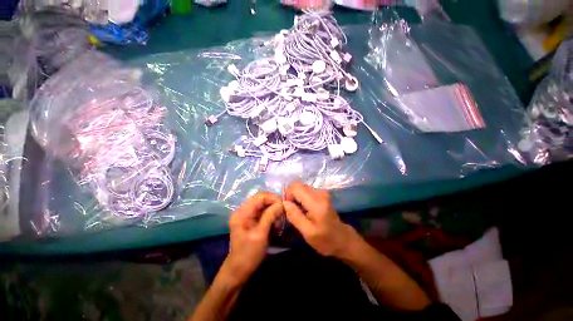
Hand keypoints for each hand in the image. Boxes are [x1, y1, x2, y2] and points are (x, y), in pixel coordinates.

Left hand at [222, 192, 283, 284]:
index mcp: (242, 212)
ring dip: (274, 212)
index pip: (260, 196)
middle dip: (274, 205)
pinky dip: (271, 217)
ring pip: (265, 206)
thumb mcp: (260, 235)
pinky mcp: (252, 221)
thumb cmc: (248, 255)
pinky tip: (275, 226)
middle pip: (262, 200)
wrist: (239, 271)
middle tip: (283, 214)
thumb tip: (281, 203)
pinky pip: (264, 213)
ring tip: (278, 223)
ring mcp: (248, 215)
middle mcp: (244, 210)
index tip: (284, 205)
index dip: (273, 198)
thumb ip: (270, 216)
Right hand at [283, 182, 359, 257]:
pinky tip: (303, 208)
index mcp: (316, 202)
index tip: (288, 208)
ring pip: (301, 187)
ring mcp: (322, 192)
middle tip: (292, 210)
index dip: (288, 195)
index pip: (295, 187)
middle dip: (291, 195)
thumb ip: (295, 216)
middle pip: (298, 185)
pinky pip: (306, 190)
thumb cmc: (325, 239)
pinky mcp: (322, 193)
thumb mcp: (308, 232)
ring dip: (296, 196)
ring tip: (298, 210)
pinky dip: (301, 197)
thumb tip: (284, 202)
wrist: (342, 239)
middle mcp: (320, 192)